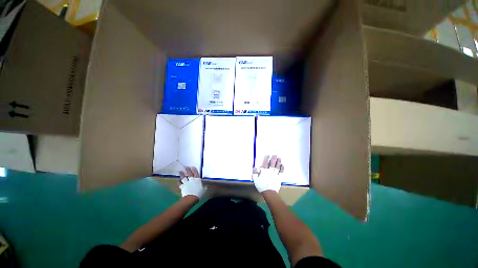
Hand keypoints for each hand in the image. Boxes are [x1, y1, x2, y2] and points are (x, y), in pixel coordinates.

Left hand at [179, 167, 206, 198]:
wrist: (191, 198)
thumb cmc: (199, 193)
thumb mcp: (203, 190)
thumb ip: (204, 187)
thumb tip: (206, 186)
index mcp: (197, 179)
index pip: (195, 173)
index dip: (194, 170)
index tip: (192, 167)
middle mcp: (191, 180)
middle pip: (189, 174)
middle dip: (187, 170)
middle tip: (186, 167)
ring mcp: (186, 183)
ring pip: (183, 177)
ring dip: (182, 174)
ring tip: (180, 171)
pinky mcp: (182, 187)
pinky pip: (179, 183)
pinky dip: (178, 181)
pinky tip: (177, 179)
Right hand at [253, 155, 284, 192]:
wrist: (269, 192)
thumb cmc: (261, 185)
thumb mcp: (255, 179)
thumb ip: (255, 173)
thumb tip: (254, 167)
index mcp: (264, 171)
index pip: (265, 162)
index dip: (266, 158)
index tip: (268, 155)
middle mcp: (270, 171)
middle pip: (272, 163)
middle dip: (273, 158)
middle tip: (275, 154)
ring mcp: (275, 174)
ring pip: (277, 166)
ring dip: (278, 161)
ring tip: (279, 157)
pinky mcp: (279, 177)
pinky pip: (281, 172)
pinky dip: (282, 168)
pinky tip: (282, 165)